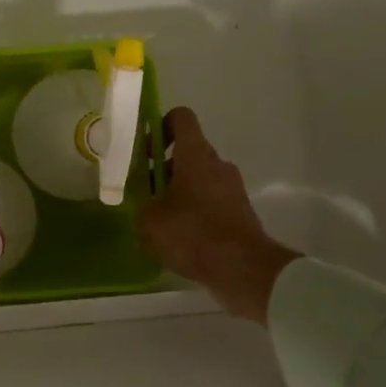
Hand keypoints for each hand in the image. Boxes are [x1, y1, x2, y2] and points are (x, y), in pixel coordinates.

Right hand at [138, 107, 298, 323]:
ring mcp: (232, 188)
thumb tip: (144, 206)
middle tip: (145, 193)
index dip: (160, 125)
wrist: (244, 269)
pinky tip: (180, 238)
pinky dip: (195, 212)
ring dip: (178, 192)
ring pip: (199, 178)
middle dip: (163, 169)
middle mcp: (217, 164)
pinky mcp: (240, 211)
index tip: (145, 150)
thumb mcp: (150, 221)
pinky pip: (211, 201)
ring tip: (160, 221)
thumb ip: (141, 206)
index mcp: (195, 154)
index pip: (181, 117)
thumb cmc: (193, 233)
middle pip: (187, 152)